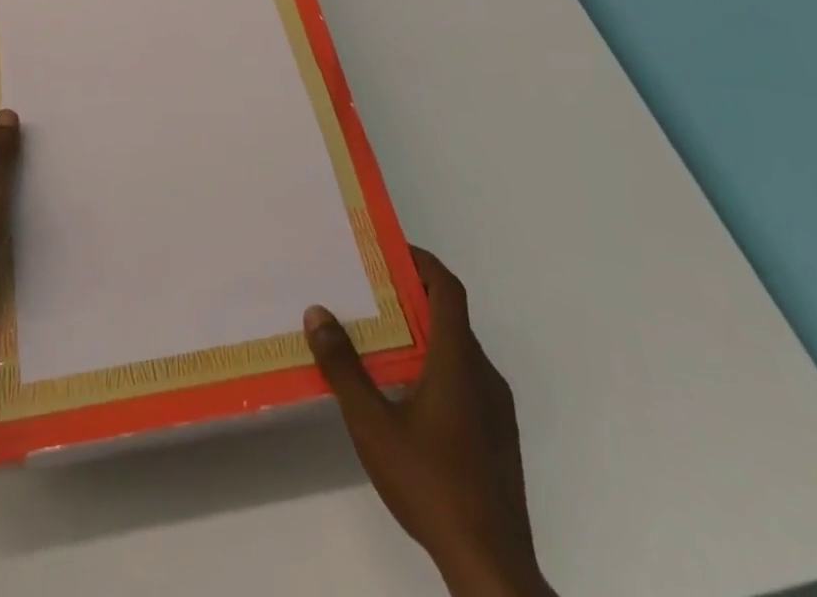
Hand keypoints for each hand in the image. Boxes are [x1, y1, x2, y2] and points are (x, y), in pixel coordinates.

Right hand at [304, 248, 554, 596]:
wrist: (492, 566)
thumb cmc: (431, 483)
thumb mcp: (372, 424)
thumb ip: (344, 367)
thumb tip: (317, 313)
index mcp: (458, 360)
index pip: (447, 289)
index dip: (422, 262)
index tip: (390, 251)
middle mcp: (484, 374)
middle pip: (451, 317)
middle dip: (412, 297)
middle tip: (370, 293)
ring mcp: (496, 409)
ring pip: (458, 352)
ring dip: (423, 335)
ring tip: (380, 342)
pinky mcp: (498, 438)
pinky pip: (466, 381)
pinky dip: (436, 367)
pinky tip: (406, 395)